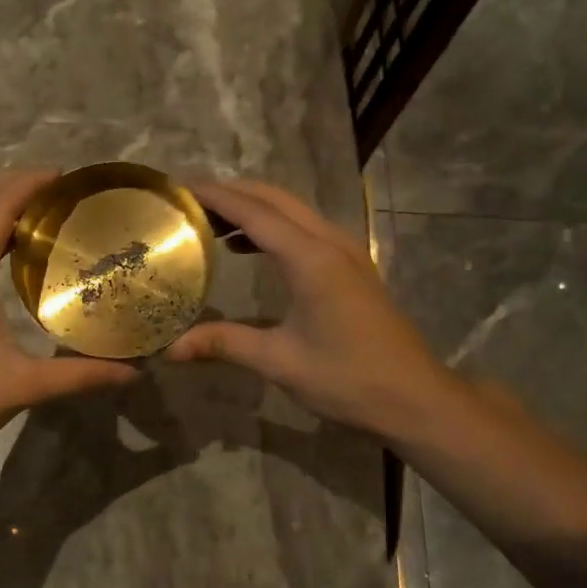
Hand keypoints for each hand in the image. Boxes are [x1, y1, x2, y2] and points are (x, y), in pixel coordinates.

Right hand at [166, 179, 454, 439]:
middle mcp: (330, 242)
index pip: (255, 212)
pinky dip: (273, 226)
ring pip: (293, 210)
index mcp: (311, 259)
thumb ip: (225, 344)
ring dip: (254, 208)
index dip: (216, 197)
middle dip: (232, 193)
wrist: (415, 397)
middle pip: (275, 199)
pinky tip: (248, 247)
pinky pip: (305, 227)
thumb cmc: (348, 378)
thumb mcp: (280, 362)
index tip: (180, 190)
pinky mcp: (353, 265)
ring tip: (211, 222)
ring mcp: (347, 250)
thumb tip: (171, 348)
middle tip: (190, 203)